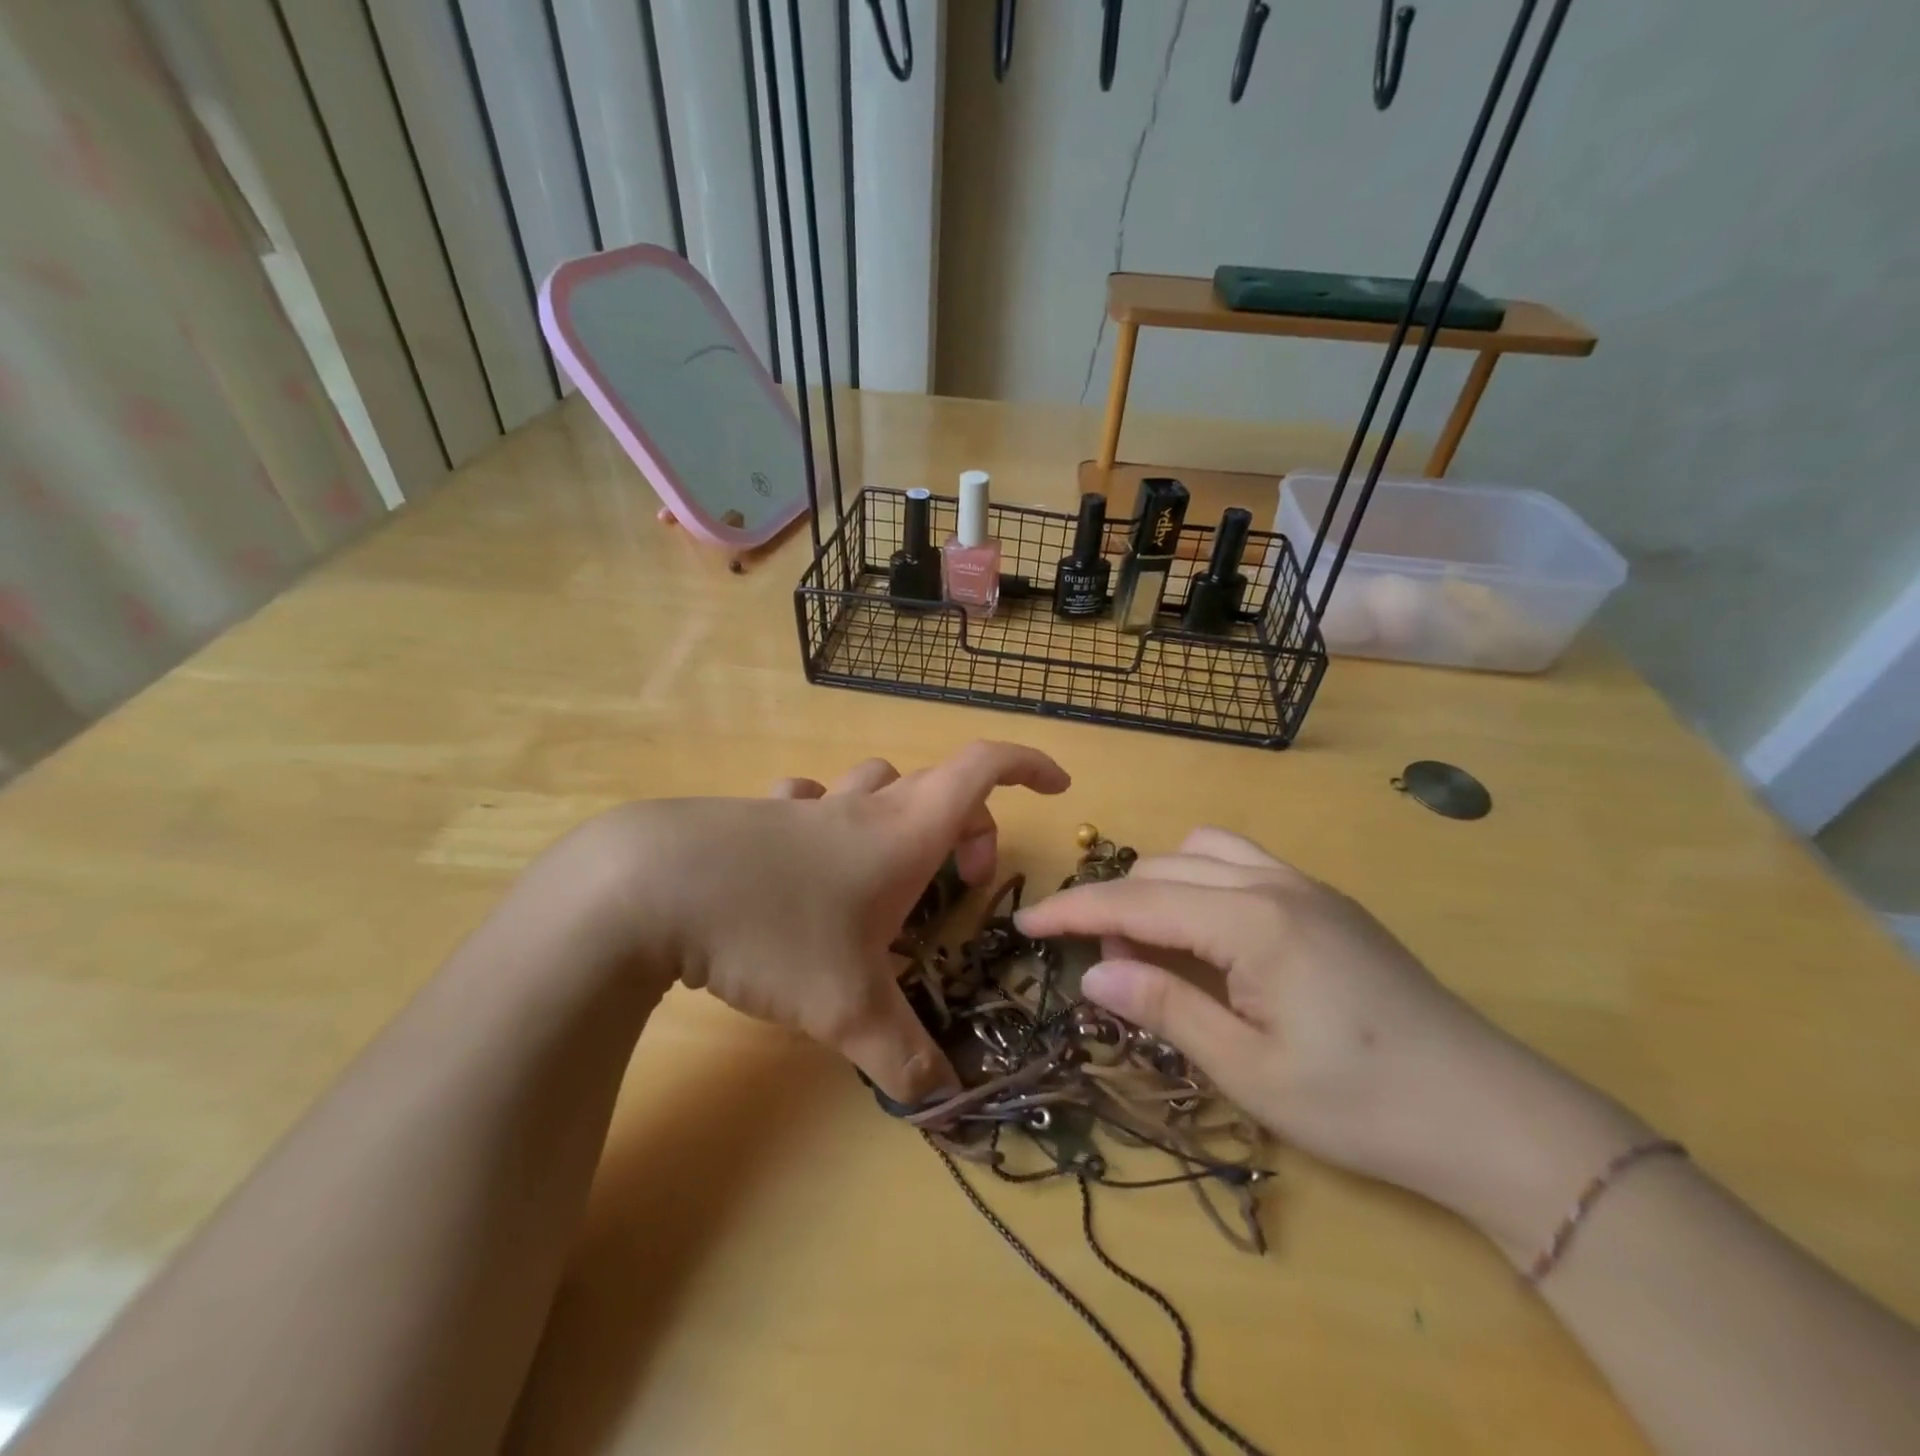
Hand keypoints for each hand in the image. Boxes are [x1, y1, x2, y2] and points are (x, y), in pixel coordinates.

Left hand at [559, 742, 1068, 1103]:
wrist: (650, 885)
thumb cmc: (773, 929)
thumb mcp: (847, 1006)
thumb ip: (903, 1057)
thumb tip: (946, 1106)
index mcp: (903, 832)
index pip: (984, 768)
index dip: (1028, 766)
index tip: (1058, 787)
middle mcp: (862, 808)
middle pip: (937, 786)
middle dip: (968, 824)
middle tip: (963, 880)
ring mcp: (806, 807)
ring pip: (874, 785)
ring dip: (898, 816)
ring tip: (888, 874)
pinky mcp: (756, 816)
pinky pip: (809, 802)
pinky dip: (825, 819)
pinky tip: (805, 860)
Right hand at [1014, 827, 1647, 1257]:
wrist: (1491, 1115)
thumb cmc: (1362, 1104)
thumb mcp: (1250, 1070)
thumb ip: (1166, 1007)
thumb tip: (1092, 972)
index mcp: (1252, 921)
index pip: (1137, 900)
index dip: (1073, 911)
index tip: (1023, 923)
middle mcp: (1275, 884)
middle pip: (1165, 866)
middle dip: (1116, 902)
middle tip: (1099, 959)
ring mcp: (1307, 886)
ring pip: (1204, 850)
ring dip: (1160, 882)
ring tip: (1151, 939)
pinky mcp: (1328, 902)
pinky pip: (1242, 862)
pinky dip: (1202, 880)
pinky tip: (1209, 932)